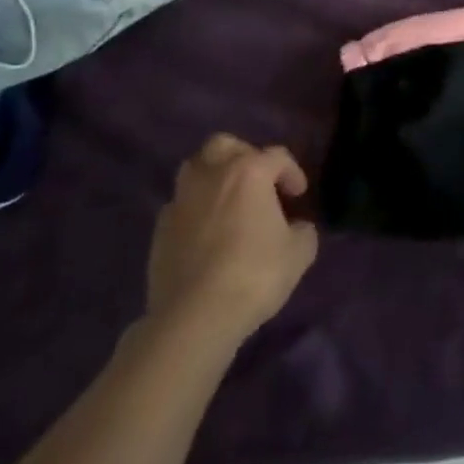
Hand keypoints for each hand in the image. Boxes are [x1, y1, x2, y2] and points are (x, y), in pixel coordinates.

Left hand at [145, 135, 317, 355]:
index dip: (293, 173)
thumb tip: (296, 228)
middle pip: (225, 145)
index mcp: (249, 171)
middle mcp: (212, 175)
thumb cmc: (254, 274)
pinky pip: (181, 205)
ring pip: (195, 169)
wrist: (194, 317)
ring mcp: (181, 201)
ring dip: (214, 178)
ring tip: (229, 204)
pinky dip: (195, 210)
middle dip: (244, 156)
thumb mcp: (299, 253)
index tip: (298, 197)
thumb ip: (303, 230)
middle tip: (258, 183)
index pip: (277, 156)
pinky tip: (207, 234)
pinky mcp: (160, 230)